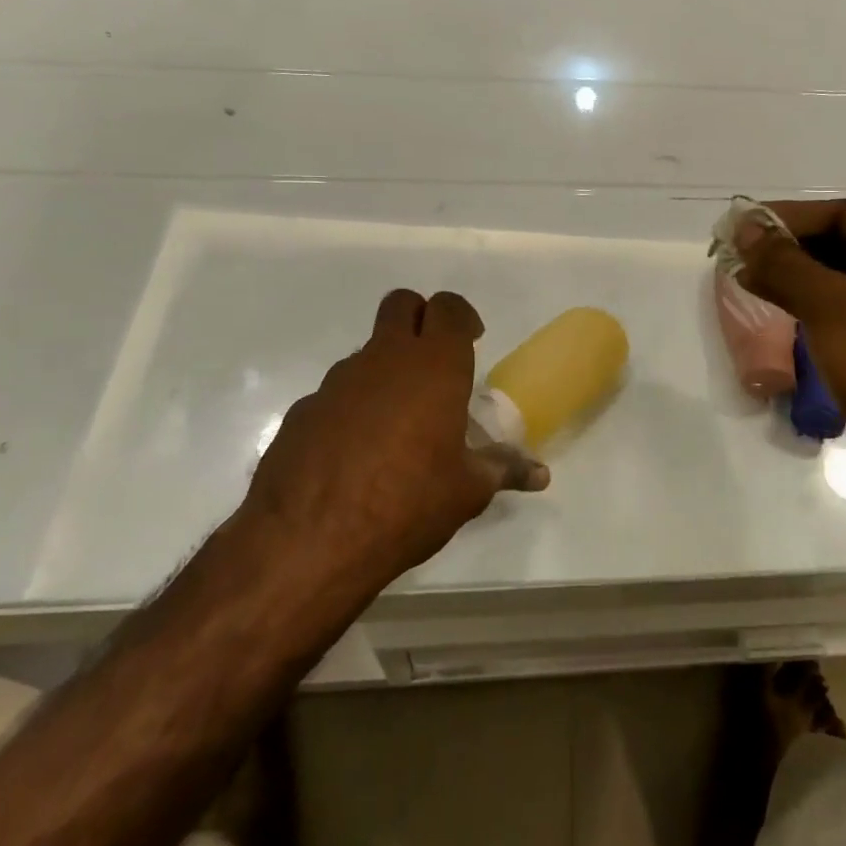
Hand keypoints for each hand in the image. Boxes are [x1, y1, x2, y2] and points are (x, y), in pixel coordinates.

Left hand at [239, 290, 548, 590]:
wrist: (308, 541)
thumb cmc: (407, 504)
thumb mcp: (466, 491)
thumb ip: (503, 470)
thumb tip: (540, 475)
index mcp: (434, 366)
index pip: (449, 308)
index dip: (462, 317)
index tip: (472, 341)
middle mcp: (385, 359)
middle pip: (402, 304)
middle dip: (420, 319)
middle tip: (435, 362)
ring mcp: (338, 381)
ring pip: (369, 351)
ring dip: (387, 370)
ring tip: (399, 426)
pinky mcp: (304, 409)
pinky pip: (338, 393)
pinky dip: (354, 408)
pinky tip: (357, 455)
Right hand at [738, 200, 845, 501]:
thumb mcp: (832, 308)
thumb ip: (785, 264)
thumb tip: (745, 229)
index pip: (845, 213)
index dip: (793, 216)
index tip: (746, 228)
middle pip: (843, 244)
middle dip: (790, 248)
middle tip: (740, 257)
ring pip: (840, 283)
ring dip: (796, 279)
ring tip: (751, 285)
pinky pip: (844, 317)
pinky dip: (810, 311)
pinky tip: (780, 321)